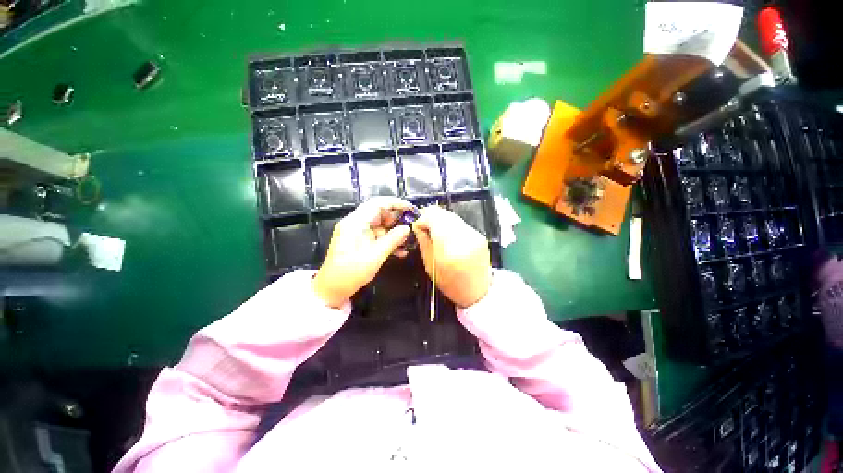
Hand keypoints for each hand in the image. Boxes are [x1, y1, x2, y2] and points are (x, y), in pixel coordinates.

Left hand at [312, 197, 412, 307]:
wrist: (332, 289)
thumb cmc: (351, 272)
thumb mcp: (375, 256)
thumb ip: (393, 240)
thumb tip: (407, 228)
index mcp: (355, 222)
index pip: (377, 203)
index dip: (396, 203)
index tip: (411, 209)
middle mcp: (356, 223)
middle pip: (380, 213)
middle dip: (397, 220)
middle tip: (411, 228)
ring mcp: (357, 233)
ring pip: (381, 226)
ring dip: (395, 233)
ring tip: (408, 242)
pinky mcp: (360, 242)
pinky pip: (377, 236)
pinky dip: (388, 241)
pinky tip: (400, 251)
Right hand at [412, 206, 490, 307]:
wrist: (480, 292)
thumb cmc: (452, 284)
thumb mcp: (430, 266)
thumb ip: (424, 242)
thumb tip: (419, 226)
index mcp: (449, 248)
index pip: (433, 217)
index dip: (422, 218)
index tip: (418, 226)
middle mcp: (464, 237)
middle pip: (443, 213)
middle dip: (431, 217)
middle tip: (424, 227)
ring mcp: (474, 235)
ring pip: (452, 216)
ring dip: (441, 220)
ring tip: (435, 232)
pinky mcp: (479, 235)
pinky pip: (460, 223)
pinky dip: (451, 226)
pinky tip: (448, 236)